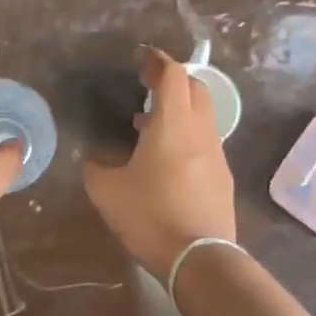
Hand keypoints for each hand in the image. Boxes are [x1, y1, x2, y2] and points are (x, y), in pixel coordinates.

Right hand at [83, 47, 236, 279]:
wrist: (201, 259)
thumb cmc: (151, 216)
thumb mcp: (107, 191)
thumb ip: (95, 167)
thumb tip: (93, 158)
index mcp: (173, 124)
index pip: (172, 74)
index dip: (157, 60)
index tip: (141, 57)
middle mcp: (200, 131)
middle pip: (195, 88)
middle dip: (172, 80)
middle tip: (146, 87)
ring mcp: (216, 154)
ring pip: (202, 116)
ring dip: (178, 110)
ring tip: (147, 127)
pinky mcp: (222, 177)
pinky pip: (204, 141)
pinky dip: (186, 135)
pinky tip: (164, 160)